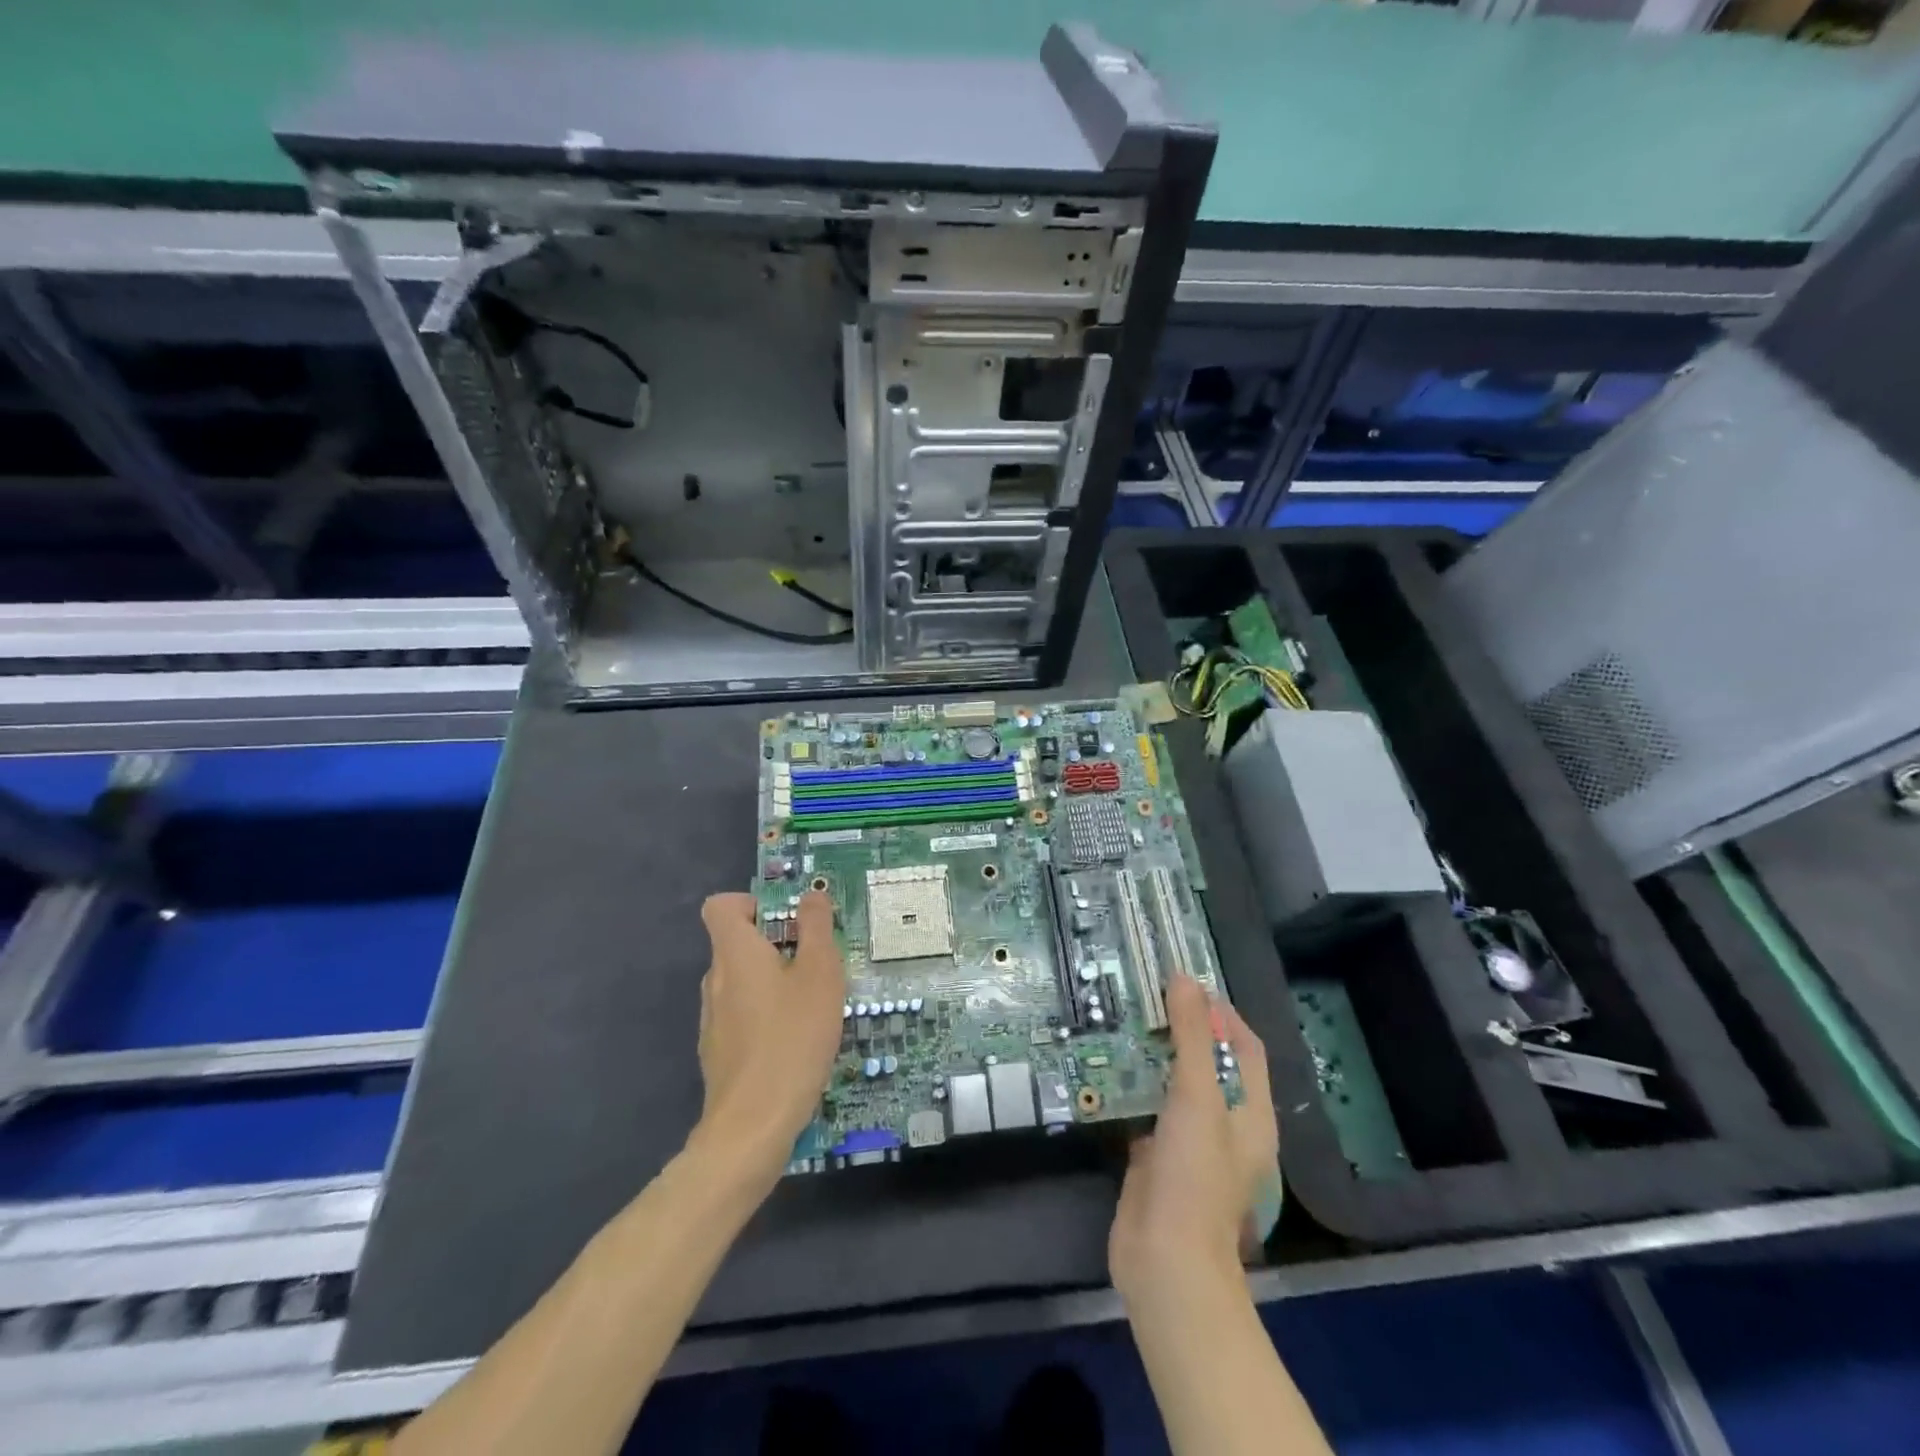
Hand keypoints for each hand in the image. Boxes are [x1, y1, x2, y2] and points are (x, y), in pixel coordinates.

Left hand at [693, 891, 846, 1180]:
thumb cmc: (792, 1037)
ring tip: (815, 1003)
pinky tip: (798, 1040)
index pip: (721, 905)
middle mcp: (715, 979)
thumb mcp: (820, 973)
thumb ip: (816, 928)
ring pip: (743, 981)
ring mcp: (712, 1018)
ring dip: (775, 981)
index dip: (751, 903)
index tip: (788, 920)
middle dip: (777, 944)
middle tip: (819, 962)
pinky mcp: (719, 1051)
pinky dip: (767, 1014)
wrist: (753, 1125)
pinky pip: (743, 1014)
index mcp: (735, 952)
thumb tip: (811, 895)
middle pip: (738, 943)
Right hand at [1109, 975, 1278, 1308]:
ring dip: (1153, 1054)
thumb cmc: (1194, 1176)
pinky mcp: (1157, 1157)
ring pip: (1175, 1084)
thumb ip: (1192, 1037)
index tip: (1184, 983)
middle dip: (1182, 1028)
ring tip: (1121, 1019)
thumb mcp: (1197, 1096)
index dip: (1221, 1012)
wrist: (1166, 1262)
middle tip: (1144, 995)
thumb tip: (1184, 978)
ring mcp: (1190, 1142)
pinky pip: (1147, 1108)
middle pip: (1209, 1062)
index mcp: (1251, 1112)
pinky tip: (1106, 1066)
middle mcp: (1226, 1124)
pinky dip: (1132, 1085)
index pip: (1245, 1047)